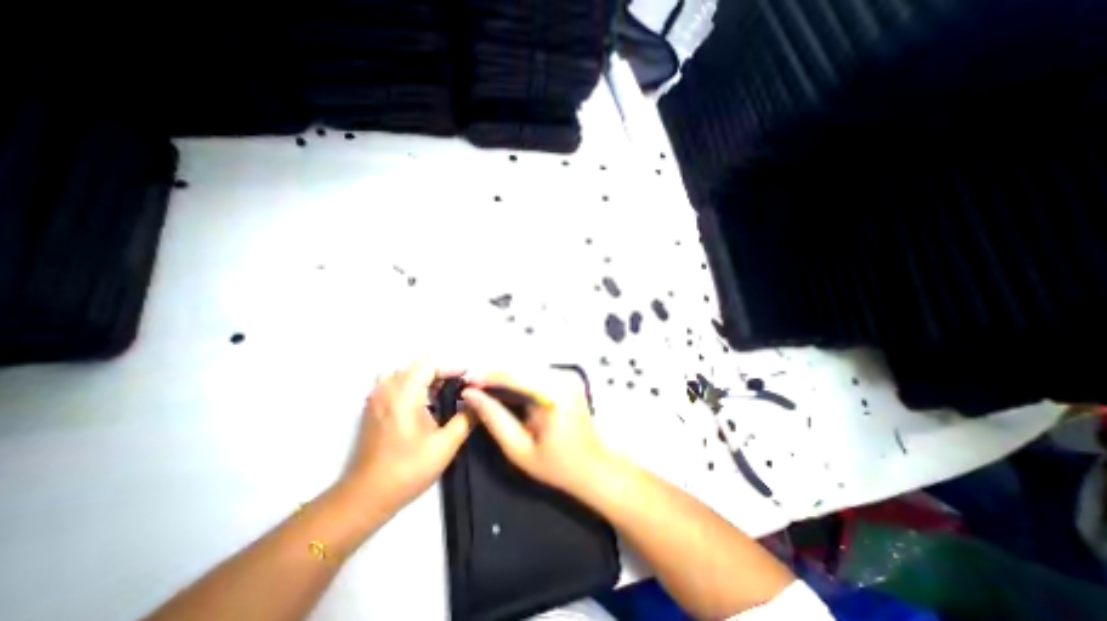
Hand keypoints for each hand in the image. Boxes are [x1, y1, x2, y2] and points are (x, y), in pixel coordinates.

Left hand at [342, 362, 470, 516]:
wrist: (365, 497)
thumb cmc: (407, 470)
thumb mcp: (445, 445)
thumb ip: (467, 418)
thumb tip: (480, 401)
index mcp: (404, 394)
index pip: (429, 364)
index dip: (451, 367)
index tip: (468, 380)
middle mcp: (386, 389)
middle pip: (417, 366)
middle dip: (441, 373)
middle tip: (460, 389)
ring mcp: (376, 398)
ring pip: (406, 374)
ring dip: (426, 379)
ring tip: (442, 395)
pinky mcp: (372, 408)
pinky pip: (395, 384)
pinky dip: (412, 387)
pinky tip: (424, 405)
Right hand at [462, 368, 609, 494]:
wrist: (594, 466)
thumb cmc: (557, 465)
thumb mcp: (519, 449)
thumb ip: (494, 419)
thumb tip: (471, 395)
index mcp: (553, 395)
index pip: (513, 375)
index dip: (486, 376)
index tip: (465, 383)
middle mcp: (562, 377)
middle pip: (519, 366)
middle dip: (494, 376)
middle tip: (473, 390)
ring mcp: (568, 375)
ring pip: (526, 367)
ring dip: (505, 377)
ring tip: (486, 392)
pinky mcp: (568, 376)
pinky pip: (536, 372)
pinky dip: (519, 379)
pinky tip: (508, 393)